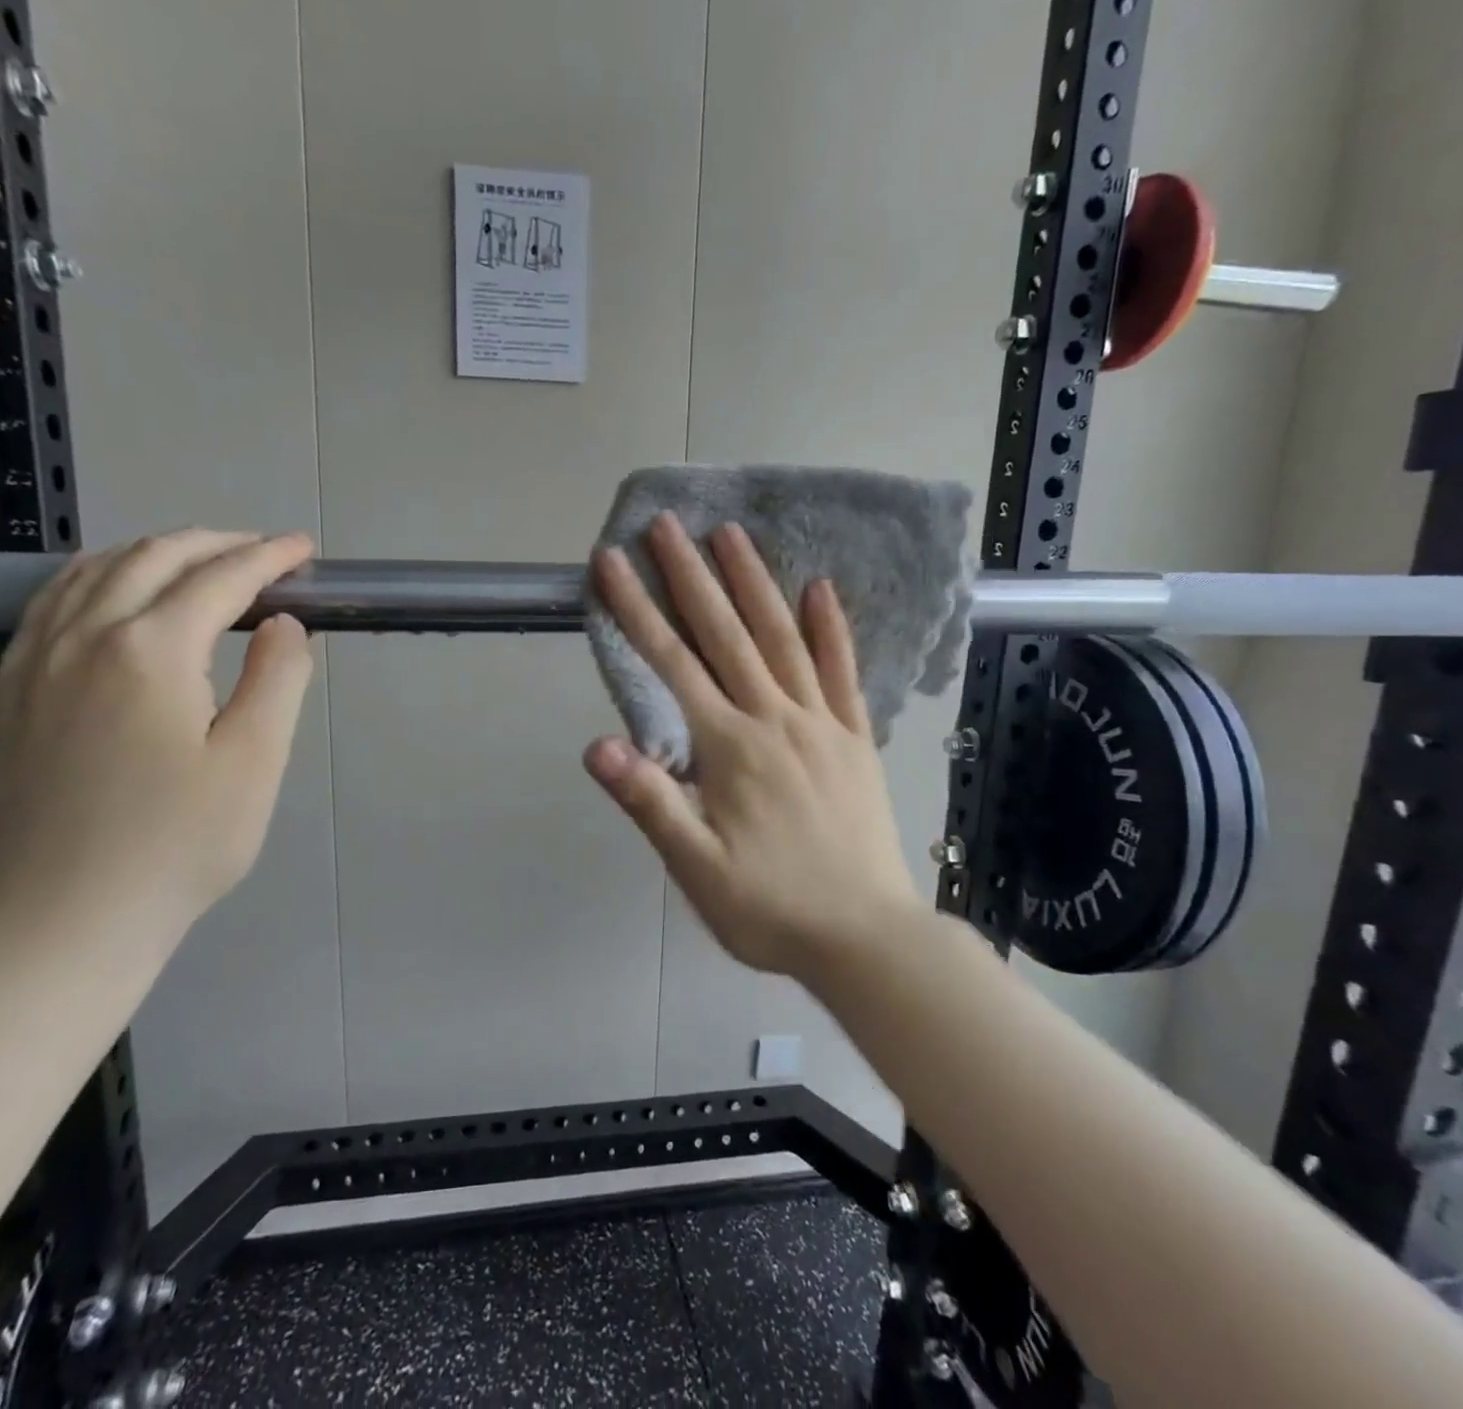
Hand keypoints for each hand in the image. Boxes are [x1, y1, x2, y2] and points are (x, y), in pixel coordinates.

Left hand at [0, 529, 316, 949]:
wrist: (67, 918)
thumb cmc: (180, 844)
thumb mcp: (256, 763)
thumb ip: (278, 680)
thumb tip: (284, 624)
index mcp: (151, 651)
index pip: (220, 579)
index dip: (269, 558)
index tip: (305, 552)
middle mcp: (84, 636)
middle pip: (153, 558)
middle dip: (217, 544)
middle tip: (265, 554)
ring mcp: (33, 661)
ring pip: (93, 570)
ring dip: (156, 552)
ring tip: (200, 562)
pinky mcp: (8, 691)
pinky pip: (51, 602)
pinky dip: (98, 577)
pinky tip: (118, 594)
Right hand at [584, 513, 921, 977]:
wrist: (865, 937)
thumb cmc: (770, 906)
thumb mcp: (696, 867)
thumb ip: (649, 802)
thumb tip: (597, 744)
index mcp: (730, 748)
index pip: (672, 665)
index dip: (637, 611)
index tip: (612, 564)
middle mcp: (774, 719)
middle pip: (726, 635)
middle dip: (691, 576)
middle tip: (668, 525)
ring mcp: (821, 724)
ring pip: (783, 639)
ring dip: (754, 583)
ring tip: (732, 535)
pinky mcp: (855, 739)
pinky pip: (843, 672)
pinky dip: (831, 628)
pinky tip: (820, 588)